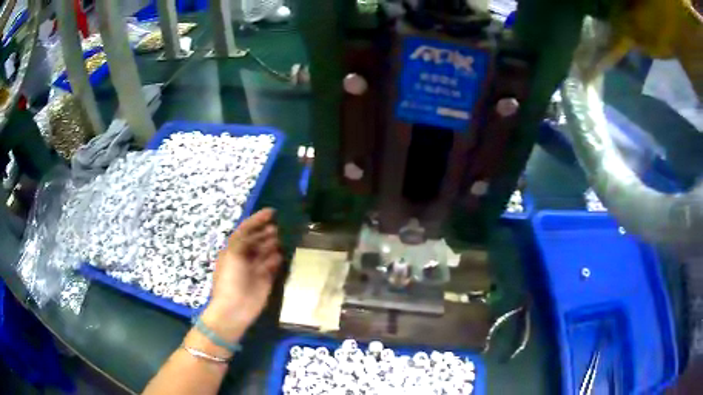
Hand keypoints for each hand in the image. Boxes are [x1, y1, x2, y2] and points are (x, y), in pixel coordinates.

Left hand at [202, 209, 281, 341]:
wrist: (234, 308)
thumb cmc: (230, 279)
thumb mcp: (233, 254)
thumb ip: (244, 240)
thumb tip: (259, 231)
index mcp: (233, 249)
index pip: (245, 230)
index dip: (257, 220)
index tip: (271, 212)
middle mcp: (244, 257)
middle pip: (256, 240)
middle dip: (265, 232)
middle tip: (277, 227)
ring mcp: (255, 269)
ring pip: (265, 252)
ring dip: (272, 244)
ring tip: (280, 239)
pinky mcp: (265, 280)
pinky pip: (272, 266)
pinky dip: (276, 260)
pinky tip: (280, 256)